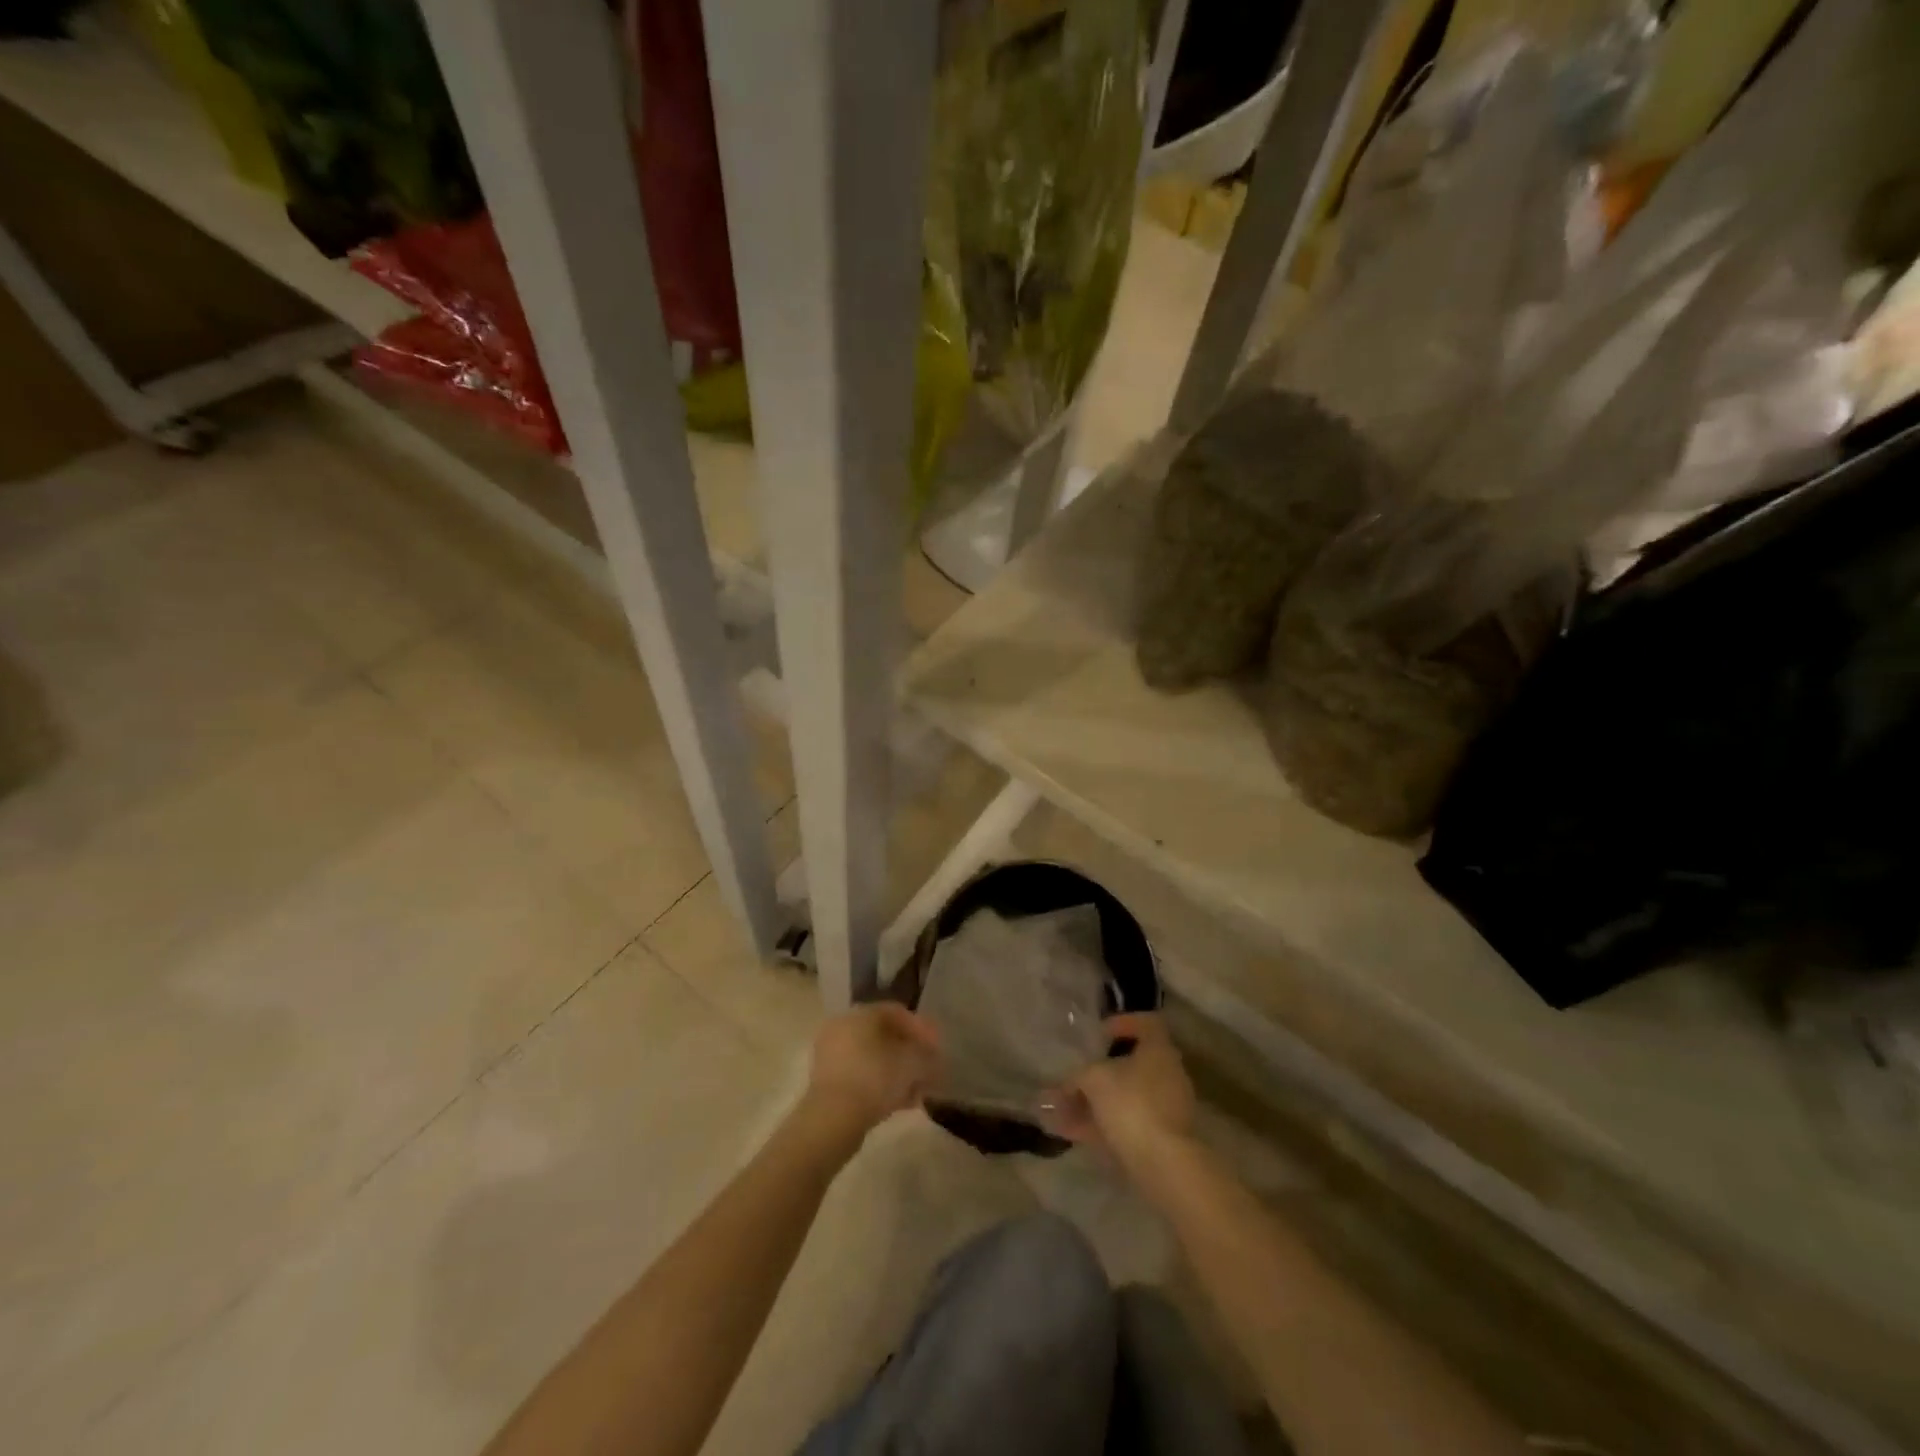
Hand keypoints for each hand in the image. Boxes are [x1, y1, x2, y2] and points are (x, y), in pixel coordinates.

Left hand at [802, 1003, 943, 1138]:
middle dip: (911, 1054)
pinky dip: (882, 1085)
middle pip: (886, 1037)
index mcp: (862, 1013)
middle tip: (929, 1071)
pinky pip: (862, 1076)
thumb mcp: (913, 1063)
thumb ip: (928, 1056)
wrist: (833, 1119)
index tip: (938, 1050)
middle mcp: (844, 1027)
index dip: (923, 1029)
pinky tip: (902, 1104)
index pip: (898, 1013)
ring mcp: (832, 1055)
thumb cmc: (876, 1078)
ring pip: (874, 1059)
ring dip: (899, 1073)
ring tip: (919, 1092)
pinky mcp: (828, 1082)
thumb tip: (935, 1058)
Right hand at [1046, 1013, 1193, 1172]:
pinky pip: (1124, 1124)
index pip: (1147, 1023)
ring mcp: (1165, 1109)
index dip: (1123, 1023)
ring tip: (1058, 1109)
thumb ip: (1077, 1076)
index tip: (1100, 1034)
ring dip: (1092, 1102)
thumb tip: (1065, 1084)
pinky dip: (1097, 1125)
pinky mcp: (1158, 1139)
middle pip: (1131, 1064)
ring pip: (1123, 1098)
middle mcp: (1167, 1075)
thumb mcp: (1094, 1079)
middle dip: (1098, 1072)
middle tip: (1073, 1077)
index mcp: (1159, 1050)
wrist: (1164, 1164)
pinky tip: (1067, 1131)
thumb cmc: (1131, 1104)